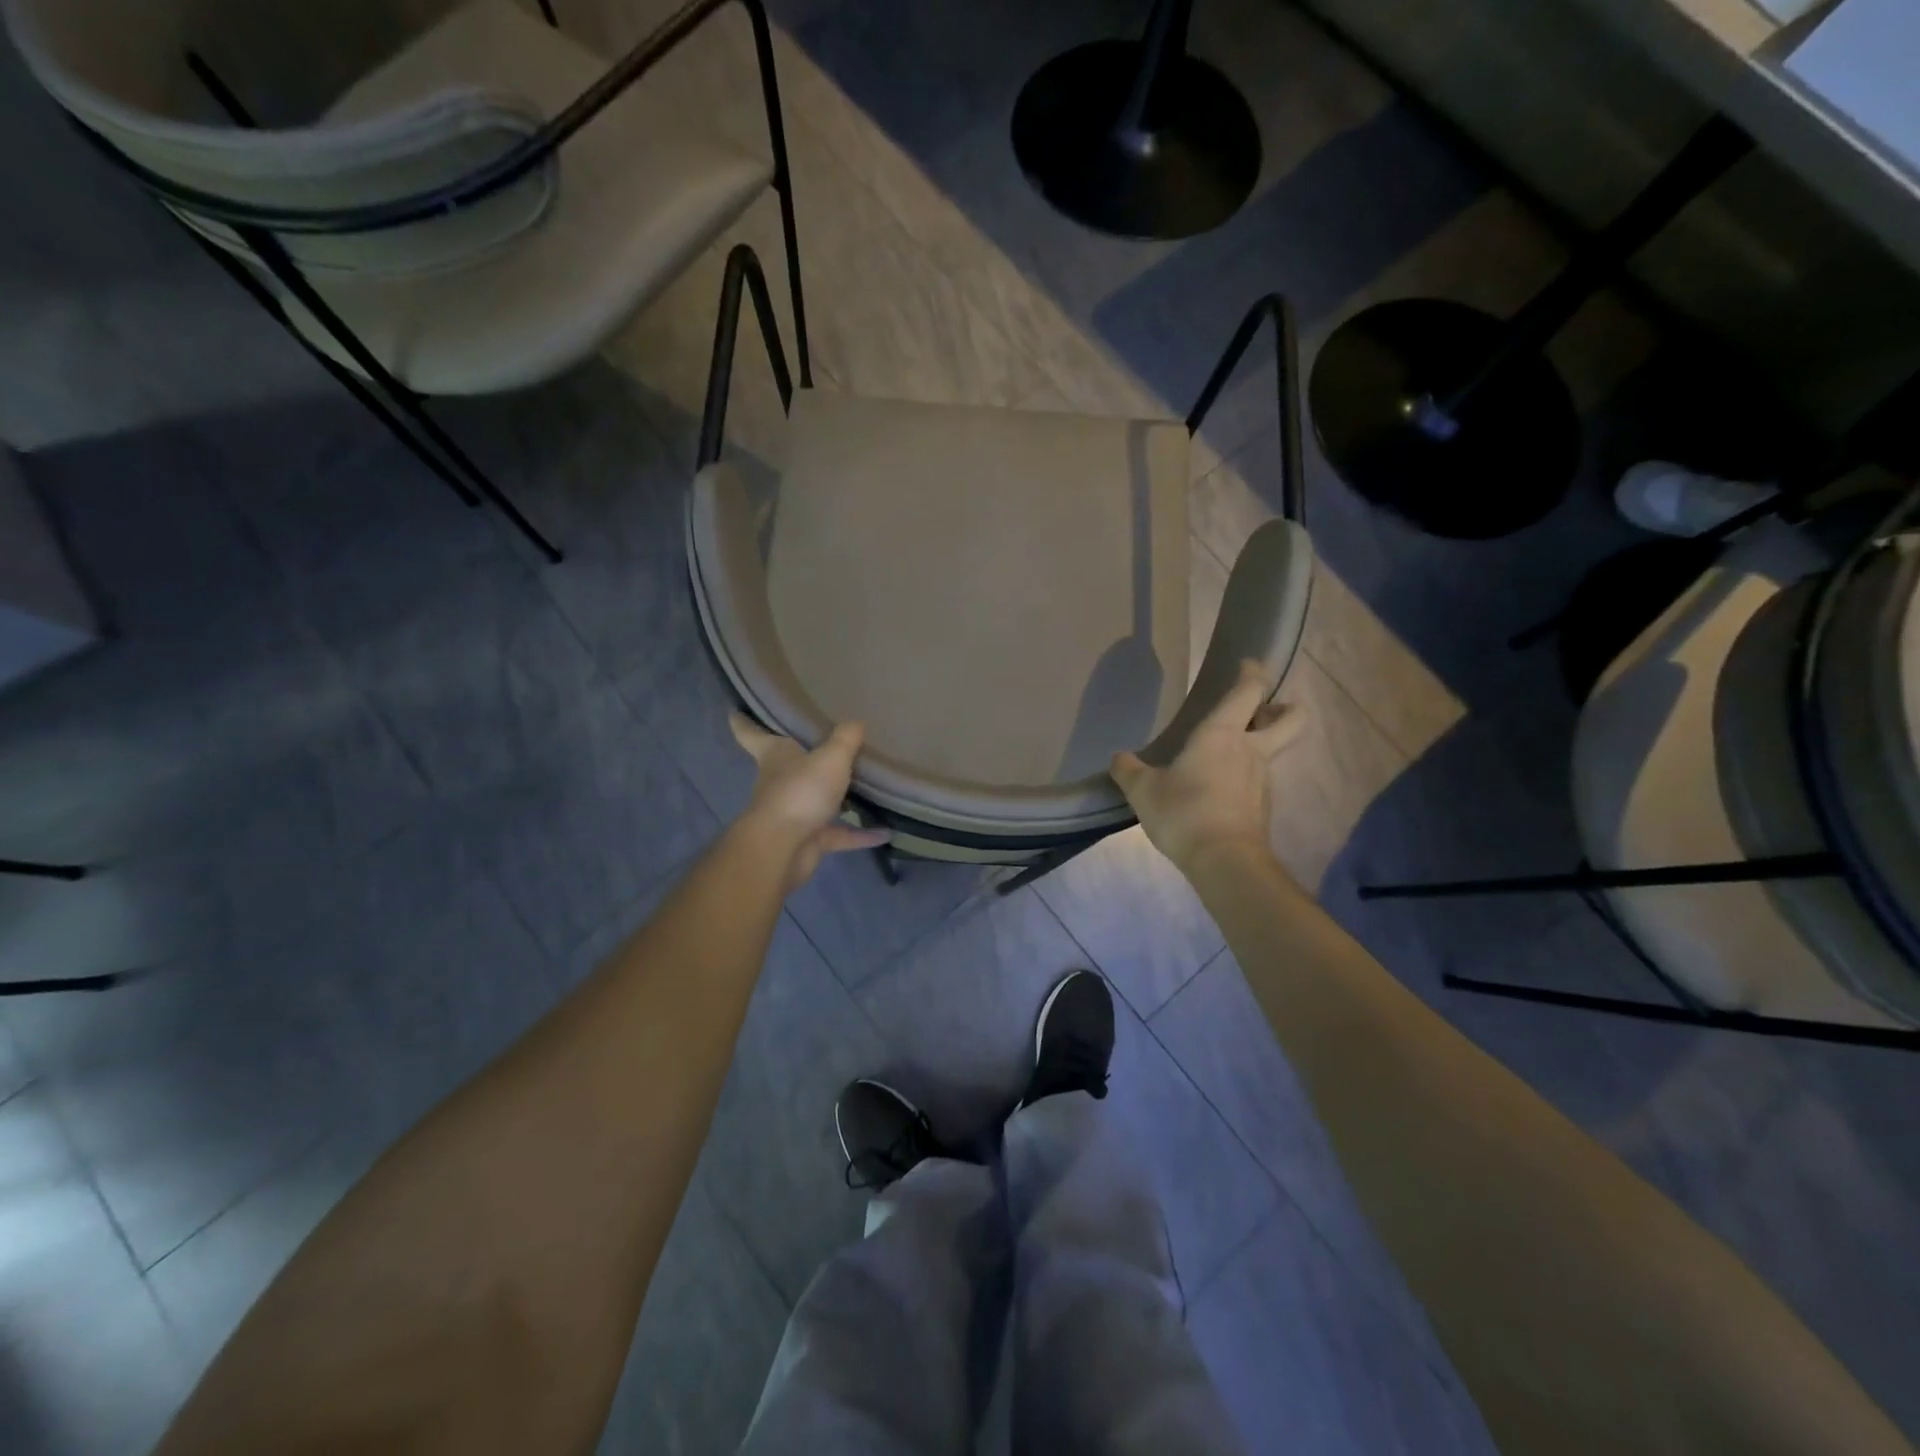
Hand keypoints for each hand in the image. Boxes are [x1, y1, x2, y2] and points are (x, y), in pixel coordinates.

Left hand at [729, 714, 889, 889]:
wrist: (783, 849)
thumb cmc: (800, 791)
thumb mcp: (831, 757)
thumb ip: (846, 739)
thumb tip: (856, 721)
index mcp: (775, 755)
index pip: (751, 734)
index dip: (744, 722)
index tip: (736, 711)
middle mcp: (780, 782)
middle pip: (787, 766)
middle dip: (801, 757)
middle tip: (825, 741)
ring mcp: (794, 813)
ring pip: (816, 800)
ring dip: (836, 797)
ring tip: (864, 785)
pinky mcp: (809, 840)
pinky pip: (839, 833)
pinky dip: (860, 834)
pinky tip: (885, 832)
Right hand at [1110, 660, 1302, 873]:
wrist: (1224, 861)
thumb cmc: (1183, 812)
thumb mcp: (1143, 791)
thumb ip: (1129, 771)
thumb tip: (1118, 758)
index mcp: (1222, 734)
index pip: (1247, 692)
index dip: (1252, 673)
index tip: (1249, 664)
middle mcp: (1250, 751)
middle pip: (1291, 720)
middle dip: (1285, 709)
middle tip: (1265, 710)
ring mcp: (1262, 780)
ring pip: (1272, 752)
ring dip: (1260, 746)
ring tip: (1228, 756)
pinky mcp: (1263, 807)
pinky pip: (1258, 782)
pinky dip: (1245, 778)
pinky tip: (1221, 790)